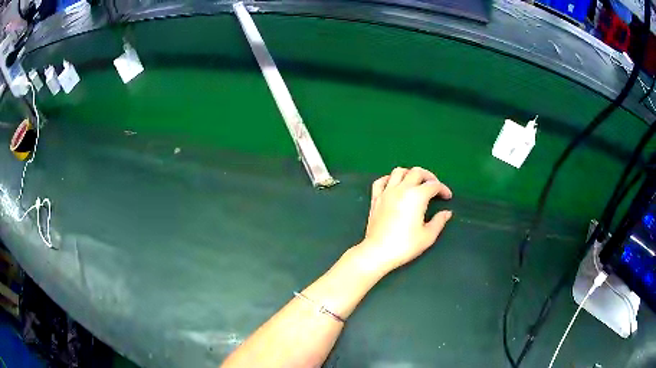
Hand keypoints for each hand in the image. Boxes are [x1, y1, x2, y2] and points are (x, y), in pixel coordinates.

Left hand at [353, 167, 452, 273]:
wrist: (378, 252)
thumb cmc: (405, 245)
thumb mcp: (428, 236)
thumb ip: (439, 221)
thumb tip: (447, 213)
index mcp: (417, 196)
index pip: (433, 185)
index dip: (443, 189)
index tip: (447, 197)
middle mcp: (401, 189)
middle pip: (417, 172)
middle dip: (429, 176)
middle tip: (435, 187)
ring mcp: (386, 192)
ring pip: (398, 171)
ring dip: (409, 174)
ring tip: (416, 183)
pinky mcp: (375, 198)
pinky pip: (380, 181)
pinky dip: (389, 179)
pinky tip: (394, 185)